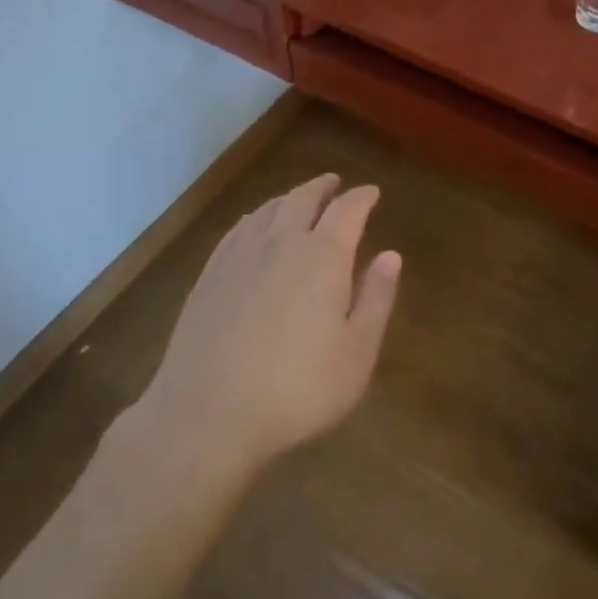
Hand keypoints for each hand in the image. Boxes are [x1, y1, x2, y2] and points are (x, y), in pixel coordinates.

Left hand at [140, 174, 400, 475]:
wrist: (206, 415)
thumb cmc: (297, 388)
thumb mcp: (357, 352)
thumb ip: (376, 298)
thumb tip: (391, 255)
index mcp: (323, 256)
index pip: (347, 210)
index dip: (362, 198)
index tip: (372, 193)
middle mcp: (281, 243)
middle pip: (303, 198)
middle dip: (323, 188)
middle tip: (335, 184)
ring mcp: (239, 256)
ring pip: (268, 209)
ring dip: (289, 198)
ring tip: (299, 200)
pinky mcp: (209, 275)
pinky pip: (238, 229)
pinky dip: (256, 217)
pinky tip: (254, 227)